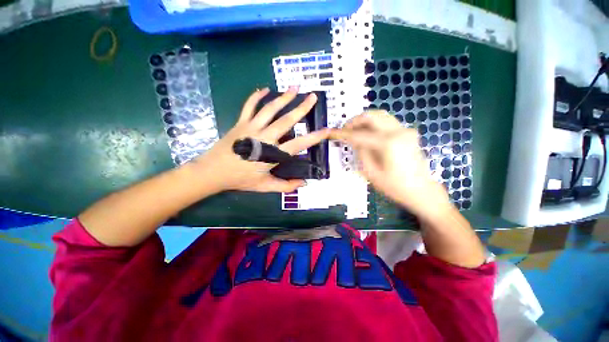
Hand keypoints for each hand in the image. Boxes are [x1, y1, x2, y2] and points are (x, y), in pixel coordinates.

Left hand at [191, 87, 329, 192]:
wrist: (213, 172)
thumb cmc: (240, 180)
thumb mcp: (265, 187)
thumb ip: (285, 186)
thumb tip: (303, 183)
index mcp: (272, 154)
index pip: (298, 144)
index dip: (314, 137)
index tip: (326, 130)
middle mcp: (264, 138)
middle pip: (286, 120)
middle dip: (301, 108)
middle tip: (313, 97)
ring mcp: (251, 128)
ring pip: (270, 109)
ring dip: (283, 98)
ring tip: (295, 88)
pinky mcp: (241, 123)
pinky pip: (249, 106)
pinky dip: (256, 96)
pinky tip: (264, 89)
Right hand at [330, 110, 451, 219]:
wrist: (421, 190)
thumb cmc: (394, 187)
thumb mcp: (371, 173)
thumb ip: (361, 152)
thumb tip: (354, 140)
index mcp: (388, 143)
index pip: (359, 134)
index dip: (343, 133)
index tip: (332, 132)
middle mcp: (398, 131)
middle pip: (372, 115)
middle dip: (354, 121)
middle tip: (344, 130)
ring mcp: (405, 129)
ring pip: (380, 115)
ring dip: (364, 120)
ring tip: (354, 130)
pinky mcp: (408, 132)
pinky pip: (387, 121)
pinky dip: (374, 123)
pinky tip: (367, 133)